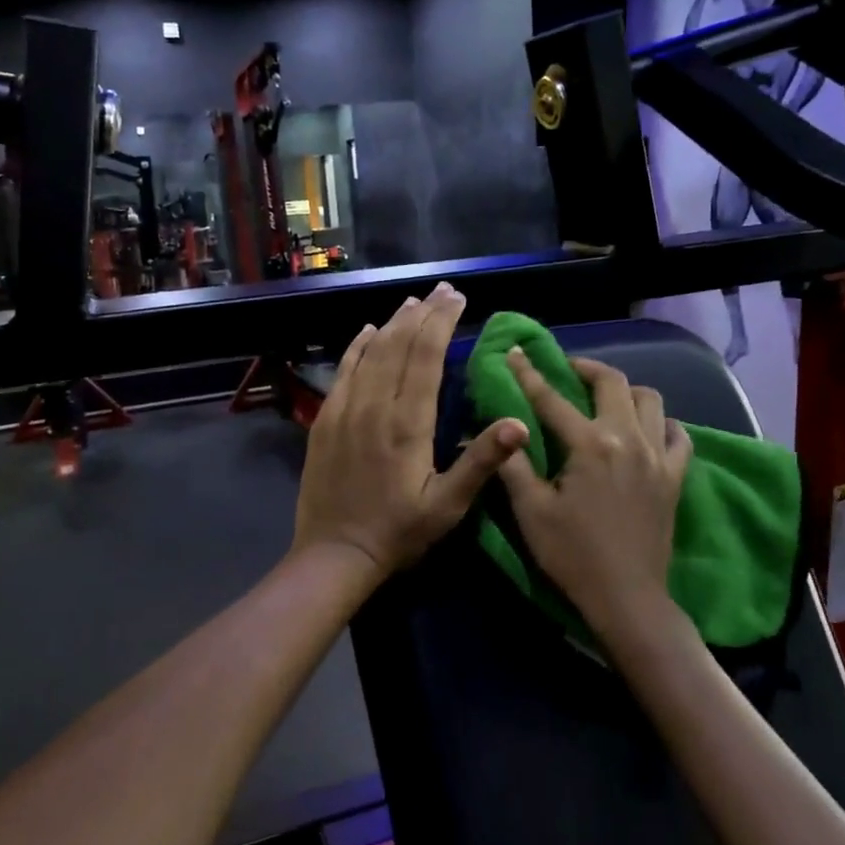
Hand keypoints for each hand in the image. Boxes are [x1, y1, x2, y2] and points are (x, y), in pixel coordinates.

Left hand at [293, 284, 527, 580]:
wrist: (335, 553)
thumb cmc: (398, 532)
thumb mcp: (448, 506)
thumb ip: (480, 462)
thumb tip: (518, 422)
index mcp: (408, 424)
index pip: (426, 358)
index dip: (442, 323)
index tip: (456, 298)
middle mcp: (375, 406)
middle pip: (398, 346)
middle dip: (422, 314)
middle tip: (441, 291)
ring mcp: (345, 411)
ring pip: (369, 353)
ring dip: (391, 324)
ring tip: (411, 302)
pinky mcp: (326, 421)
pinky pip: (342, 372)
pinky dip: (356, 347)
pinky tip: (365, 332)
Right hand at [497, 349, 692, 642]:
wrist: (626, 597)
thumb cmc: (571, 555)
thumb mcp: (530, 511)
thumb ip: (513, 465)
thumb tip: (495, 430)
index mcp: (589, 445)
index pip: (552, 398)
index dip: (529, 373)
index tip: (516, 351)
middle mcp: (628, 439)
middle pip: (613, 383)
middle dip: (586, 368)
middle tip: (567, 370)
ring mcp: (658, 457)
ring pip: (651, 400)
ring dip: (625, 391)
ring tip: (605, 399)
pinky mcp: (674, 477)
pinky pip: (678, 435)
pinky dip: (662, 423)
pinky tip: (647, 430)